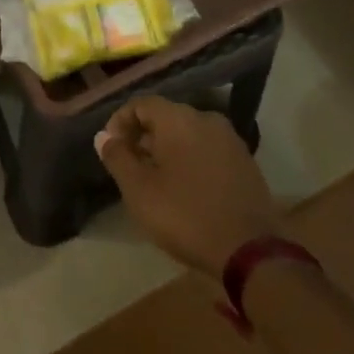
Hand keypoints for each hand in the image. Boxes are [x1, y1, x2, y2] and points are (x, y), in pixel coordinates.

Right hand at [95, 96, 280, 277]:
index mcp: (178, 118)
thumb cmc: (185, 215)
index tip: (111, 148)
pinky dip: (191, 160)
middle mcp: (206, 118)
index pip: (141, 104)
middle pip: (166, 117)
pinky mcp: (245, 161)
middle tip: (131, 167)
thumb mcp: (139, 190)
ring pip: (188, 134)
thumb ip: (118, 157)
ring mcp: (230, 139)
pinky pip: (208, 150)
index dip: (120, 122)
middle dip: (144, 137)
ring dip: (168, 149)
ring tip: (157, 180)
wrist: (249, 250)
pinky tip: (186, 188)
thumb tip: (103, 136)